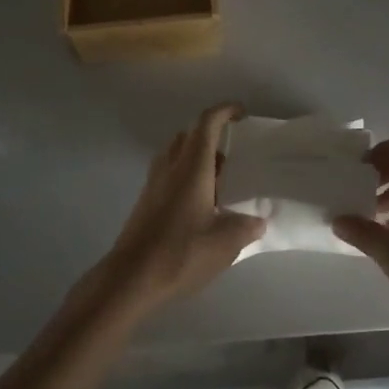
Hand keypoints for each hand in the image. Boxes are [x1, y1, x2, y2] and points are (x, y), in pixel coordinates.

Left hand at [96, 104, 263, 316]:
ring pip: (177, 153)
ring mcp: (154, 182)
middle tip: (234, 157)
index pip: (207, 123)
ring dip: (197, 157)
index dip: (225, 111)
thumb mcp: (224, 244)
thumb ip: (246, 227)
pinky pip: (169, 173)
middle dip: (212, 136)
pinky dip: (186, 175)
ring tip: (220, 183)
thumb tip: (258, 220)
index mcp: (192, 167)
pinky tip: (200, 205)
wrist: (130, 278)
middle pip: (190, 134)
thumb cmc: (180, 254)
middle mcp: (170, 166)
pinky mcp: (146, 200)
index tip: (242, 113)